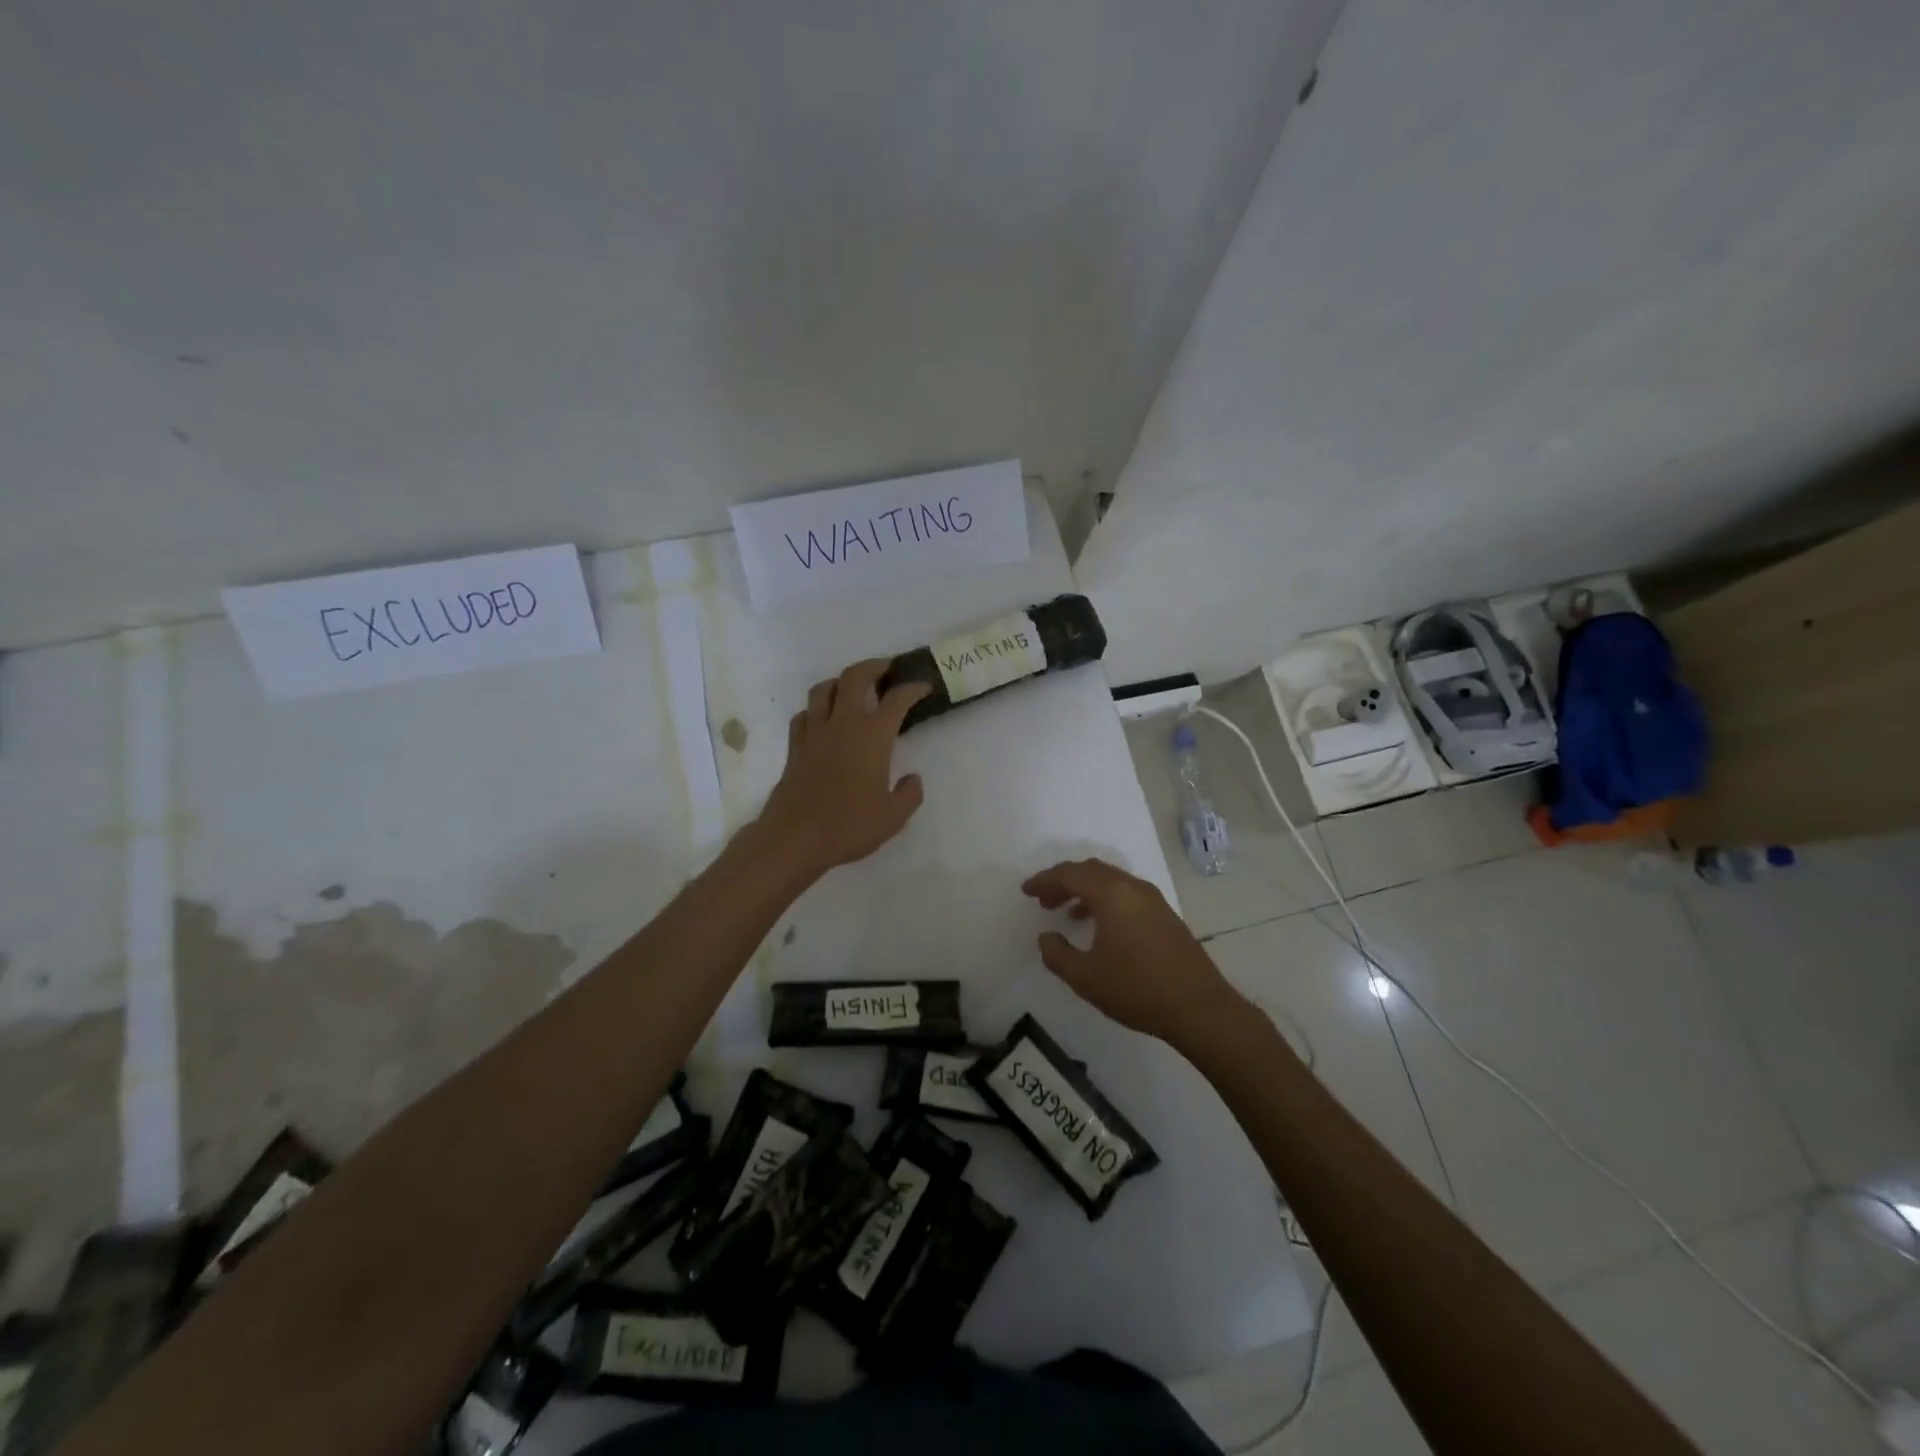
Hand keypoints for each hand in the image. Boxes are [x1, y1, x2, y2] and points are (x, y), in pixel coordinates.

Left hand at [757, 659, 931, 876]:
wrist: (795, 838)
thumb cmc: (849, 826)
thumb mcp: (893, 817)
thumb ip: (909, 794)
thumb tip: (912, 779)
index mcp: (872, 736)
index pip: (896, 699)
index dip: (913, 688)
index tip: (924, 686)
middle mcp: (843, 724)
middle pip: (855, 677)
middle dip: (874, 667)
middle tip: (887, 669)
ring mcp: (814, 733)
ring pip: (824, 689)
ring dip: (841, 681)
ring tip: (853, 688)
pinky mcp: (795, 748)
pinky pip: (804, 715)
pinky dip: (816, 710)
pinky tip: (823, 720)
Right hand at [1022, 858, 1246, 1047]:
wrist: (1199, 1007)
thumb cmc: (1137, 989)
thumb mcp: (1086, 977)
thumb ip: (1058, 954)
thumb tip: (1046, 937)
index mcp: (1111, 895)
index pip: (1070, 874)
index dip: (1044, 880)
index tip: (1026, 891)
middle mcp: (1132, 887)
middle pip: (1091, 870)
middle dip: (1064, 881)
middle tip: (1044, 901)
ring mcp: (1153, 899)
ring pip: (1111, 880)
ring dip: (1085, 890)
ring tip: (1067, 912)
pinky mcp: (1165, 914)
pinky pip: (1126, 892)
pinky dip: (1105, 899)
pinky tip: (1100, 925)